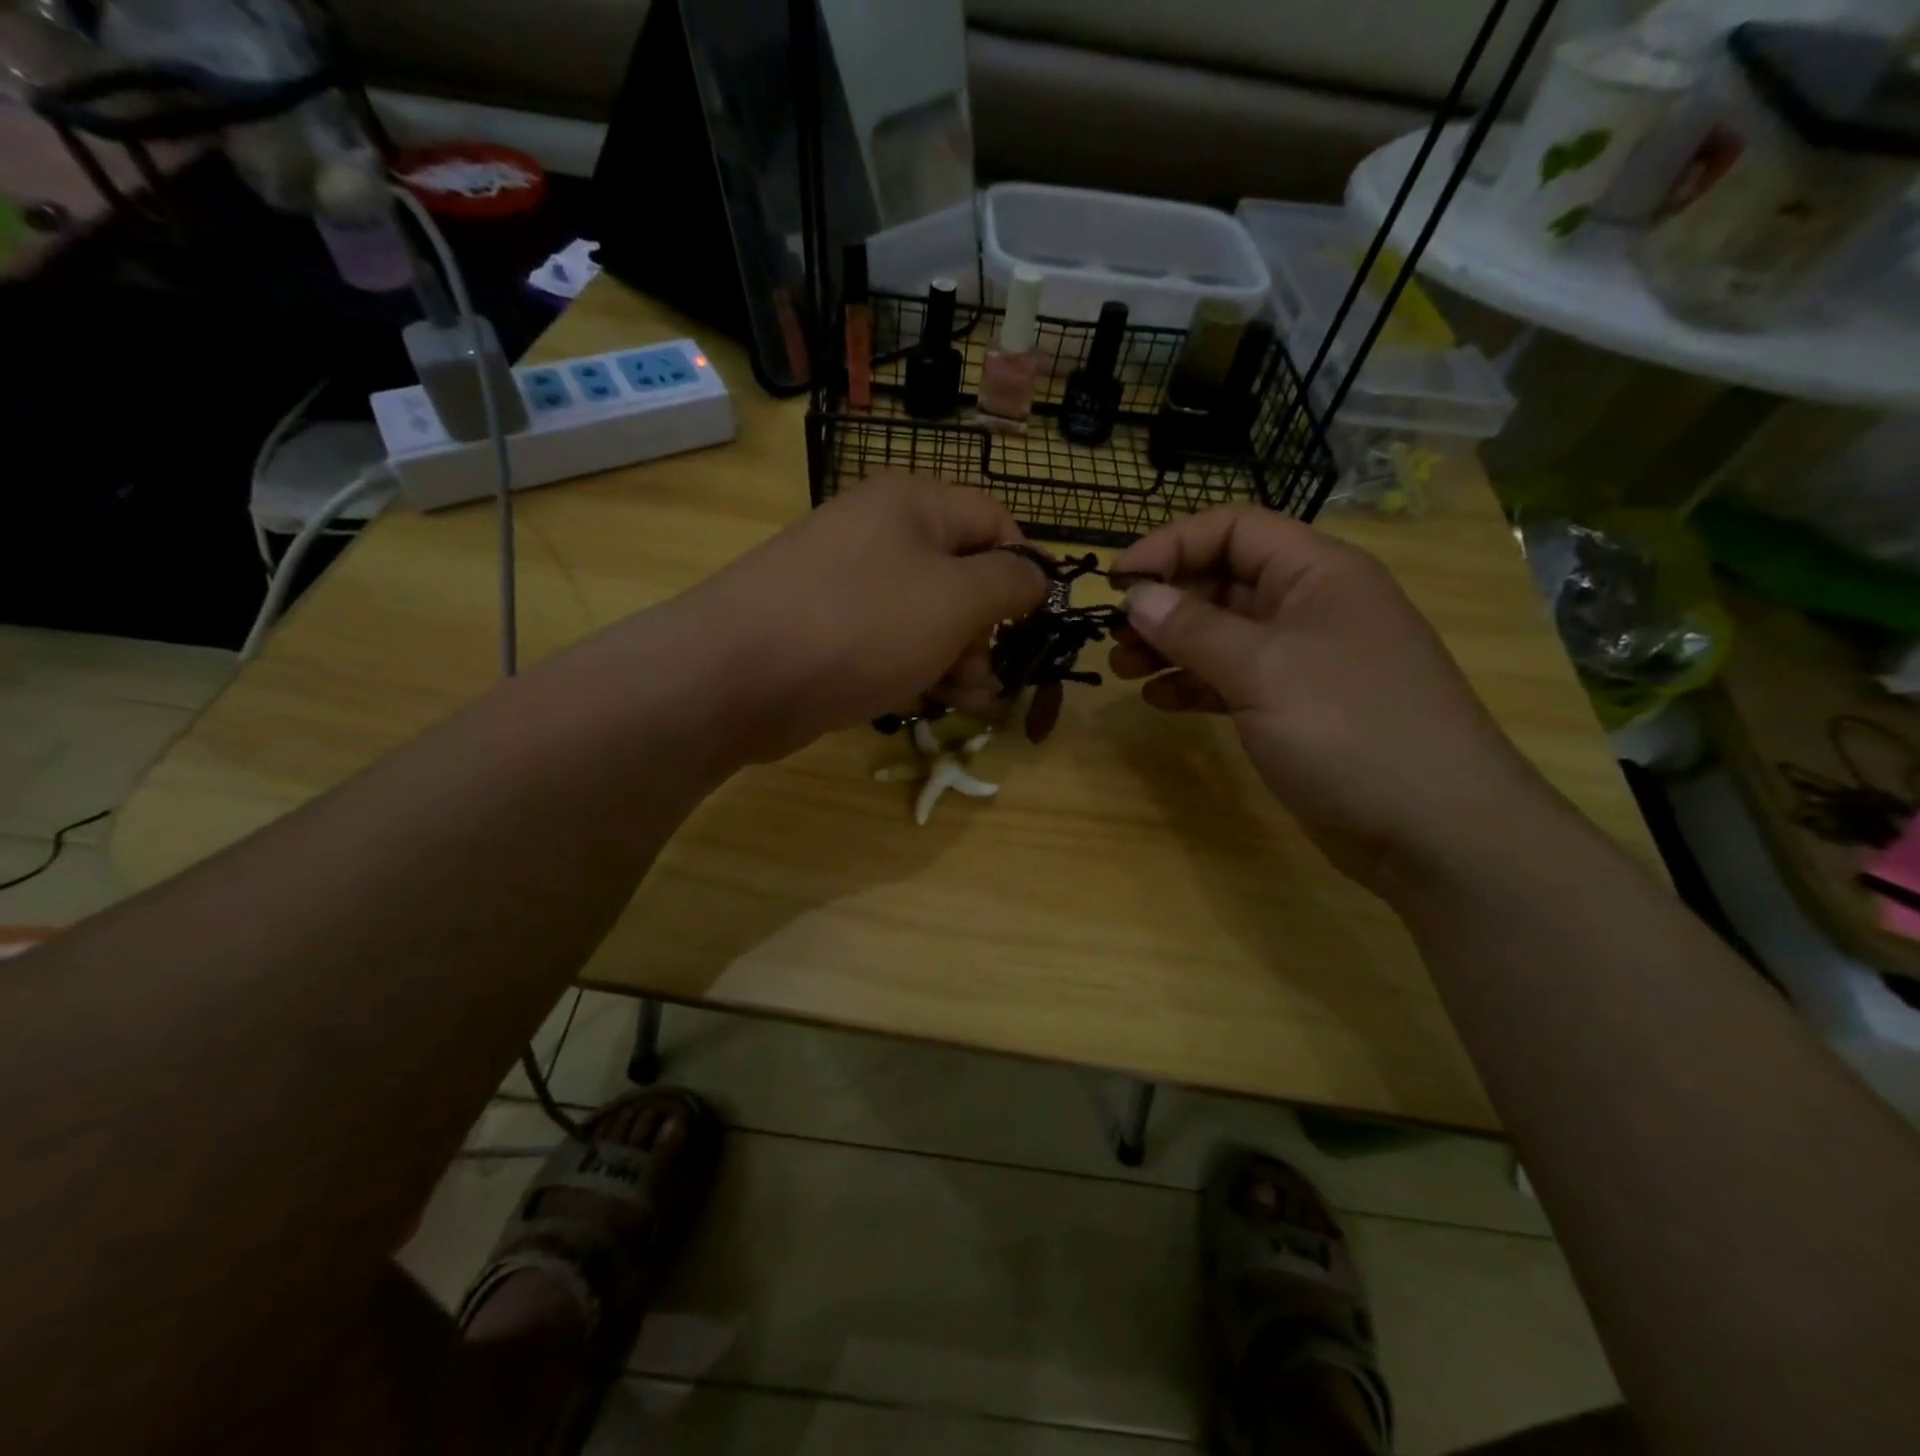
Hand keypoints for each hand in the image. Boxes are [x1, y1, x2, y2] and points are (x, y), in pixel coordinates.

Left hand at [682, 474, 1047, 763]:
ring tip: (968, 702)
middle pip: (960, 574)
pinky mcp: (827, 628)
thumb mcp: (955, 600)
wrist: (736, 675)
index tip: (1033, 626)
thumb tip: (1038, 576)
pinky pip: (889, 641)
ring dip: (957, 659)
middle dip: (986, 630)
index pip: (995, 523)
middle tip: (989, 677)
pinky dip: (916, 668)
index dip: (1023, 573)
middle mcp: (879, 533)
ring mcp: (847, 582)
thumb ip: (1009, 583)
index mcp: (913, 504)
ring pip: (926, 616)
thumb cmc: (861, 626)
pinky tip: (931, 703)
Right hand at [1110, 506, 1552, 894]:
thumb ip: (1194, 629)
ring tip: (1124, 670)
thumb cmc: (1351, 730)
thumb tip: (1137, 596)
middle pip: (1223, 581)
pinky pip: (1232, 681)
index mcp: (1317, 573)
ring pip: (1222, 635)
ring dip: (1171, 646)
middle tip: (1116, 636)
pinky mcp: (1295, 709)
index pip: (1234, 530)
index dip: (1170, 545)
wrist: (1435, 831)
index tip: (1116, 581)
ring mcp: (1304, 661)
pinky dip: (1194, 685)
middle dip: (1165, 603)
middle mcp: (1311, 607)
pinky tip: (1159, 701)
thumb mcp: (1264, 670)